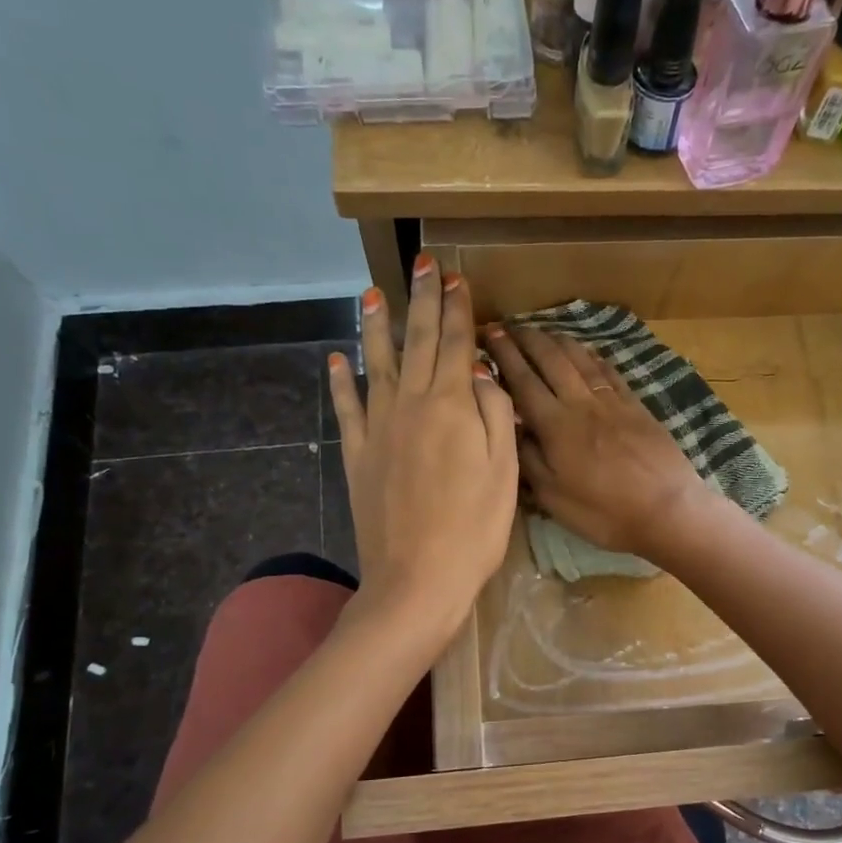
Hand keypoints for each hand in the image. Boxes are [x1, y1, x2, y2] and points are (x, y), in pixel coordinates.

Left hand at [328, 256, 517, 641]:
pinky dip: (340, 382)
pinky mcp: (357, 454)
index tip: (456, 277)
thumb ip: (496, 413)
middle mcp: (412, 405)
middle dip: (422, 300)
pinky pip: (346, 408)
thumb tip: (482, 371)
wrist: (417, 579)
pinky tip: (336, 360)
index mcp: (453, 407)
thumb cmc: (474, 529)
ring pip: (377, 364)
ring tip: (370, 294)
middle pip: (418, 342)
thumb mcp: (505, 471)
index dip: (457, 308)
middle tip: (422, 263)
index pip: (456, 344)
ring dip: (374, 327)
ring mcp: (379, 428)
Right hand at [484, 323, 710, 562]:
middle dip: (528, 340)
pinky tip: (586, 351)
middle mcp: (581, 404)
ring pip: (580, 360)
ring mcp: (612, 402)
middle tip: (511, 327)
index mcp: (556, 426)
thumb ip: (529, 459)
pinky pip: (609, 371)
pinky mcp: (636, 406)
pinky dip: (592, 356)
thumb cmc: (604, 513)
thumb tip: (513, 427)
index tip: (492, 334)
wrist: (667, 510)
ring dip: (558, 341)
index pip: (524, 381)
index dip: (506, 356)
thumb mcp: (554, 498)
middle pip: (551, 360)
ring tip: (542, 331)